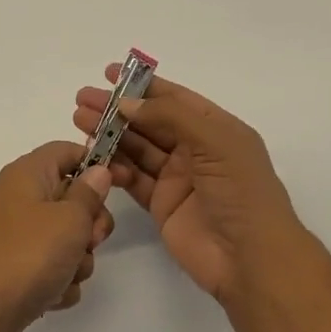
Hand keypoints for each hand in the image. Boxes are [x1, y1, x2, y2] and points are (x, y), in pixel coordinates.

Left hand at [0, 143, 115, 331]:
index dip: (97, 163)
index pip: (67, 151)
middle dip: (90, 224)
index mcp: (27, 174)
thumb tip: (97, 171)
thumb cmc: (30, 254)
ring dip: (77, 259)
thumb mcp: (70, 218)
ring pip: (67, 237)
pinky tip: (52, 292)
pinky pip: (53, 265)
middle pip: (73, 198)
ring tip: (65, 273)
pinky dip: (59, 279)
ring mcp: (18, 233)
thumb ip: (89, 193)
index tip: (124, 183)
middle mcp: (19, 197)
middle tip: (89, 241)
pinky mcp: (18, 265)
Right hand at [73, 68, 312, 303]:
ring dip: (110, 135)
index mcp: (215, 129)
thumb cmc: (241, 192)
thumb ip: (170, 116)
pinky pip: (133, 180)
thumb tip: (126, 103)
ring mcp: (177, 178)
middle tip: (83, 100)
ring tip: (79, 123)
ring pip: (137, 149)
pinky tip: (97, 161)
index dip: (142, 85)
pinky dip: (115, 169)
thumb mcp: (214, 141)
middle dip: (117, 110)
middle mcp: (195, 150)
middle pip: (149, 122)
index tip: (108, 73)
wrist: (251, 259)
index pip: (174, 98)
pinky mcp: (162, 205)